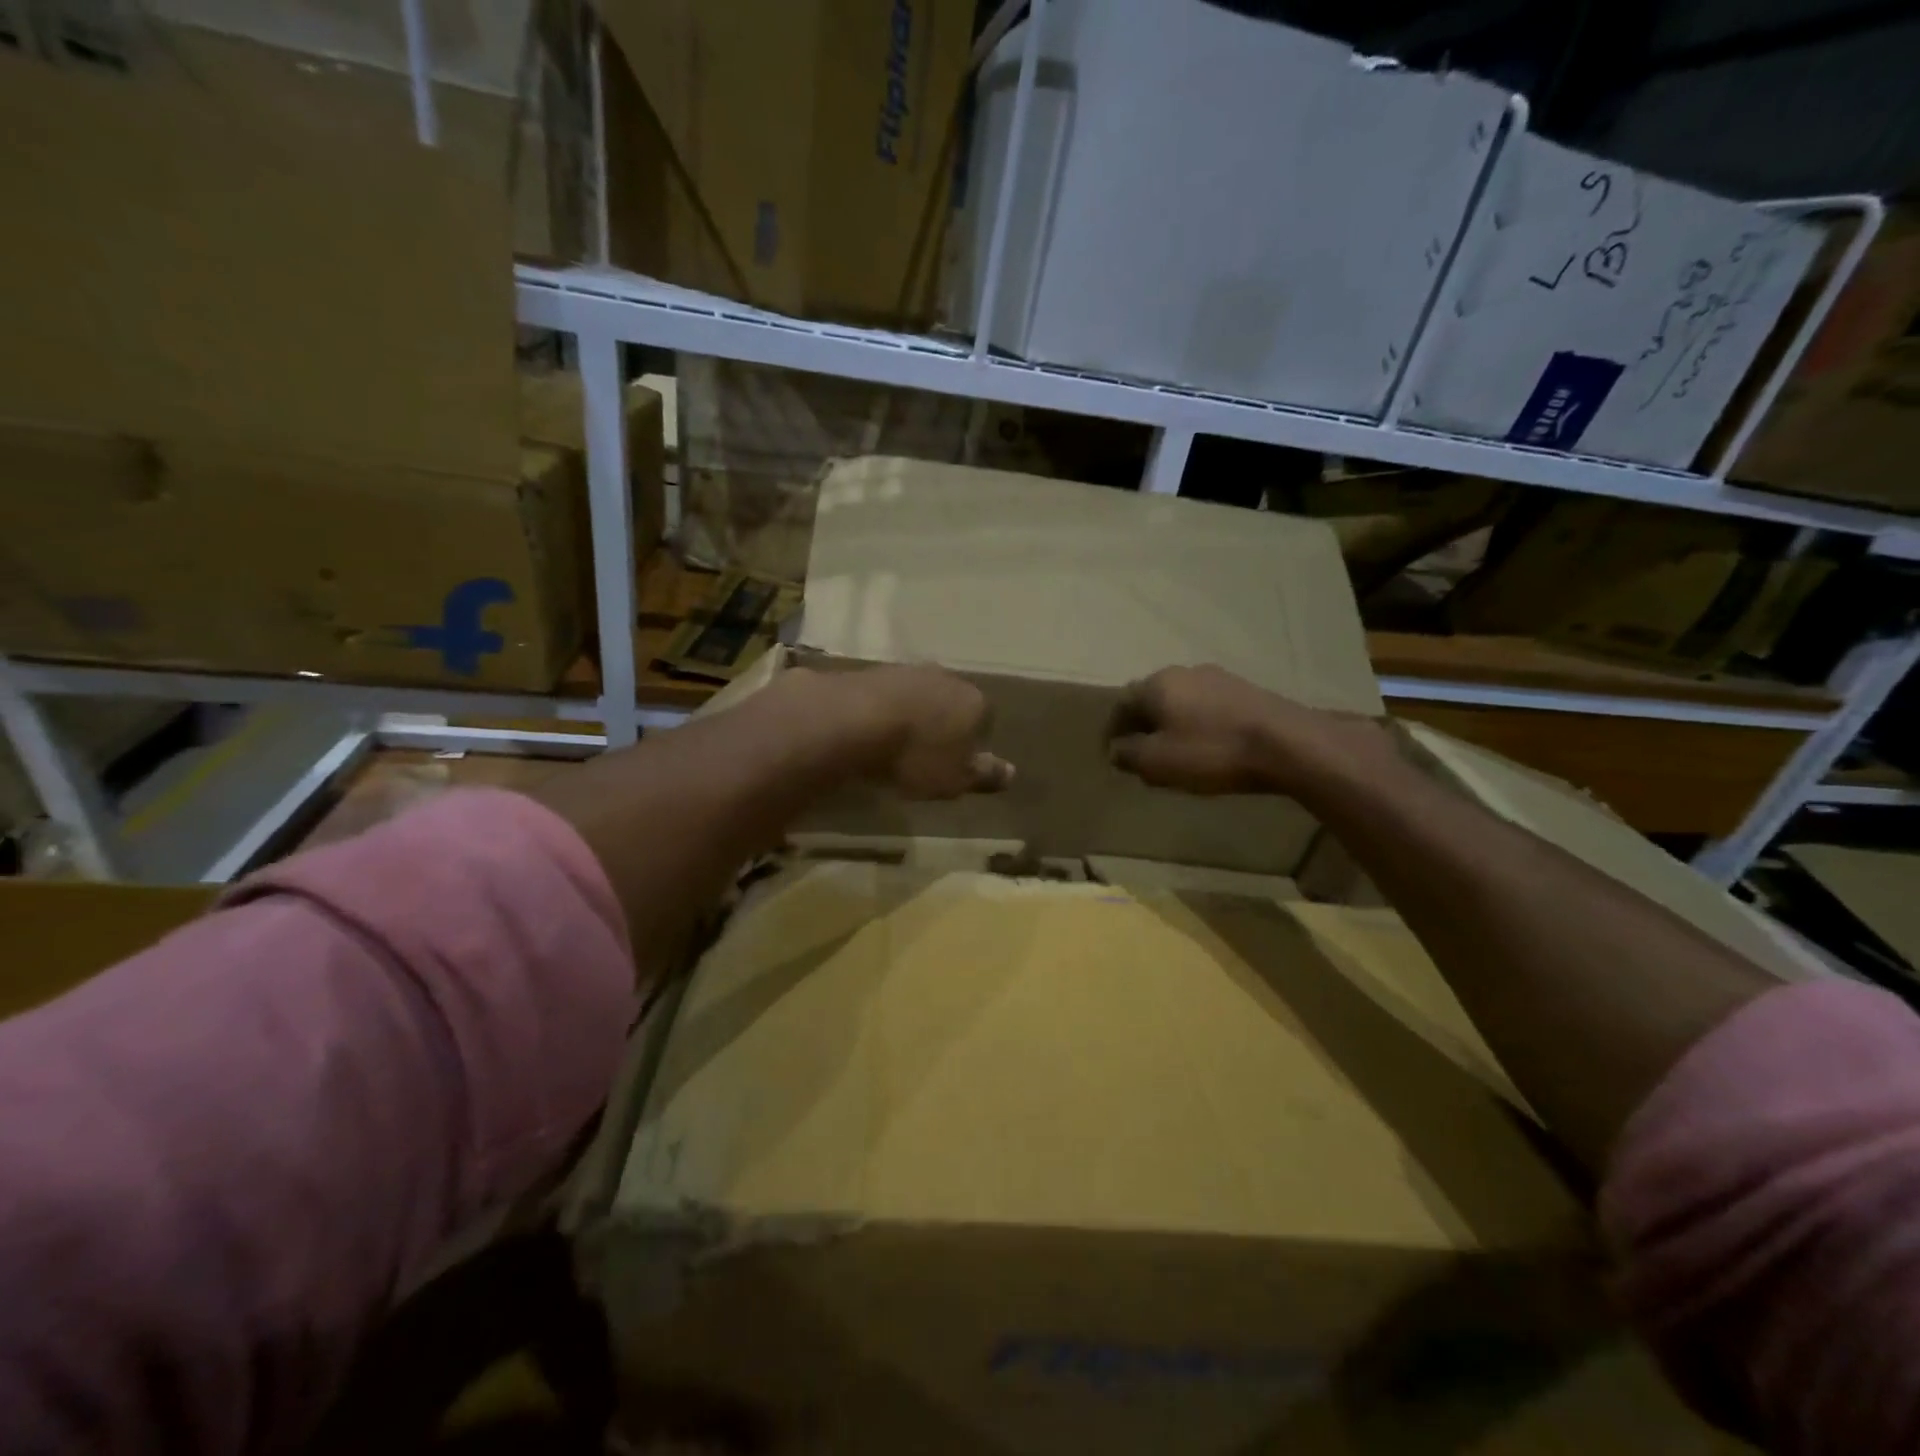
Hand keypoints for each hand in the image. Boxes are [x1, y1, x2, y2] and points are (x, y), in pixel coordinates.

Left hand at [840, 665, 1014, 799]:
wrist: (851, 721)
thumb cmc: (916, 756)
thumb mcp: (955, 778)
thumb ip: (984, 775)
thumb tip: (1012, 773)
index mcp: (974, 701)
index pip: (986, 719)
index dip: (974, 743)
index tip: (958, 764)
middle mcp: (945, 677)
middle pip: (951, 703)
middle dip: (943, 725)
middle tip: (927, 756)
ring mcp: (906, 671)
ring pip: (918, 697)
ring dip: (912, 717)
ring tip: (896, 747)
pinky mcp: (871, 673)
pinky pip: (886, 697)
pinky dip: (883, 713)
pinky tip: (870, 734)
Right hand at [1107, 664, 1399, 796]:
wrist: (1288, 744)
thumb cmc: (1211, 752)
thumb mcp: (1157, 762)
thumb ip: (1128, 754)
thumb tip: (1115, 749)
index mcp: (1157, 684)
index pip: (1121, 704)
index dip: (1112, 730)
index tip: (1111, 754)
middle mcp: (1185, 672)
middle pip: (1151, 699)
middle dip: (1143, 725)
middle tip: (1141, 754)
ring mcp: (1219, 678)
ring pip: (1182, 702)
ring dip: (1172, 724)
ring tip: (1174, 753)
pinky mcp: (1247, 692)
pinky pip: (1208, 708)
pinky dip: (1199, 725)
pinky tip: (1208, 747)